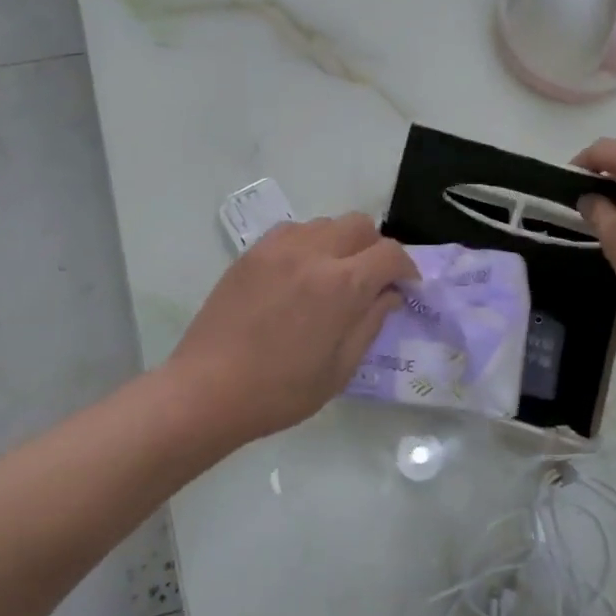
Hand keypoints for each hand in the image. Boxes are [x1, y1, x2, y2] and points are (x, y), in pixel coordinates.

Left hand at [164, 214, 417, 449]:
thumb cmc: (281, 391)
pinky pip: (293, 231)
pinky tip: (300, 274)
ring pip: (326, 223)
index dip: (407, 268)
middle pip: (360, 225)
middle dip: (376, 248)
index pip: (390, 254)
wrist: (208, 389)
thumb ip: (370, 323)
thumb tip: (389, 295)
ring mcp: (278, 248)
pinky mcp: (252, 253)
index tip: (407, 287)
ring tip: (334, 276)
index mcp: (341, 285)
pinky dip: (309, 244)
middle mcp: (312, 253)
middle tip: (373, 280)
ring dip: (342, 243)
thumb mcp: (339, 368)